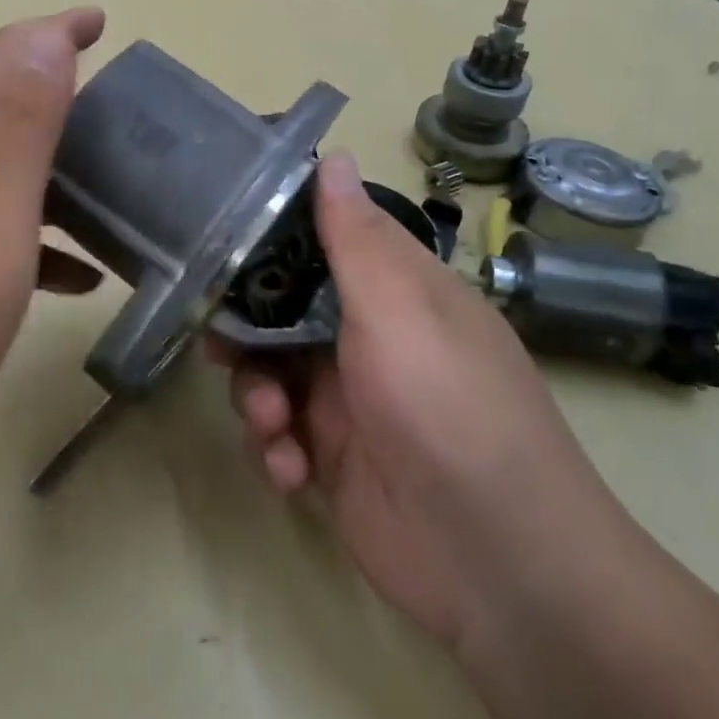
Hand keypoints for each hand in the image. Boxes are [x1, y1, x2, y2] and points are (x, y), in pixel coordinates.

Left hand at [0, 8, 106, 445]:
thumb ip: (20, 119)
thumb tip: (47, 37)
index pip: (3, 60)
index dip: (51, 32)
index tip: (99, 21)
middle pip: (7, 110)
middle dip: (63, 92)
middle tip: (124, 106)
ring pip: (14, 174)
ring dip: (64, 169)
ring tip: (121, 184)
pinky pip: (14, 239)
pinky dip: (54, 243)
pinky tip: (86, 275)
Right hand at [217, 151, 616, 646]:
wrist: (498, 564)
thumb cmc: (446, 408)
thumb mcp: (399, 310)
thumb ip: (354, 237)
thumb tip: (333, 154)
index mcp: (393, 291)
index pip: (322, 240)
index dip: (270, 237)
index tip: (220, 238)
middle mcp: (368, 337)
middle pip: (281, 310)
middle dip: (246, 329)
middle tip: (220, 344)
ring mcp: (348, 400)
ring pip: (270, 373)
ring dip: (257, 395)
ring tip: (273, 425)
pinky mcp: (332, 459)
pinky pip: (278, 435)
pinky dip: (274, 449)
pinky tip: (291, 472)